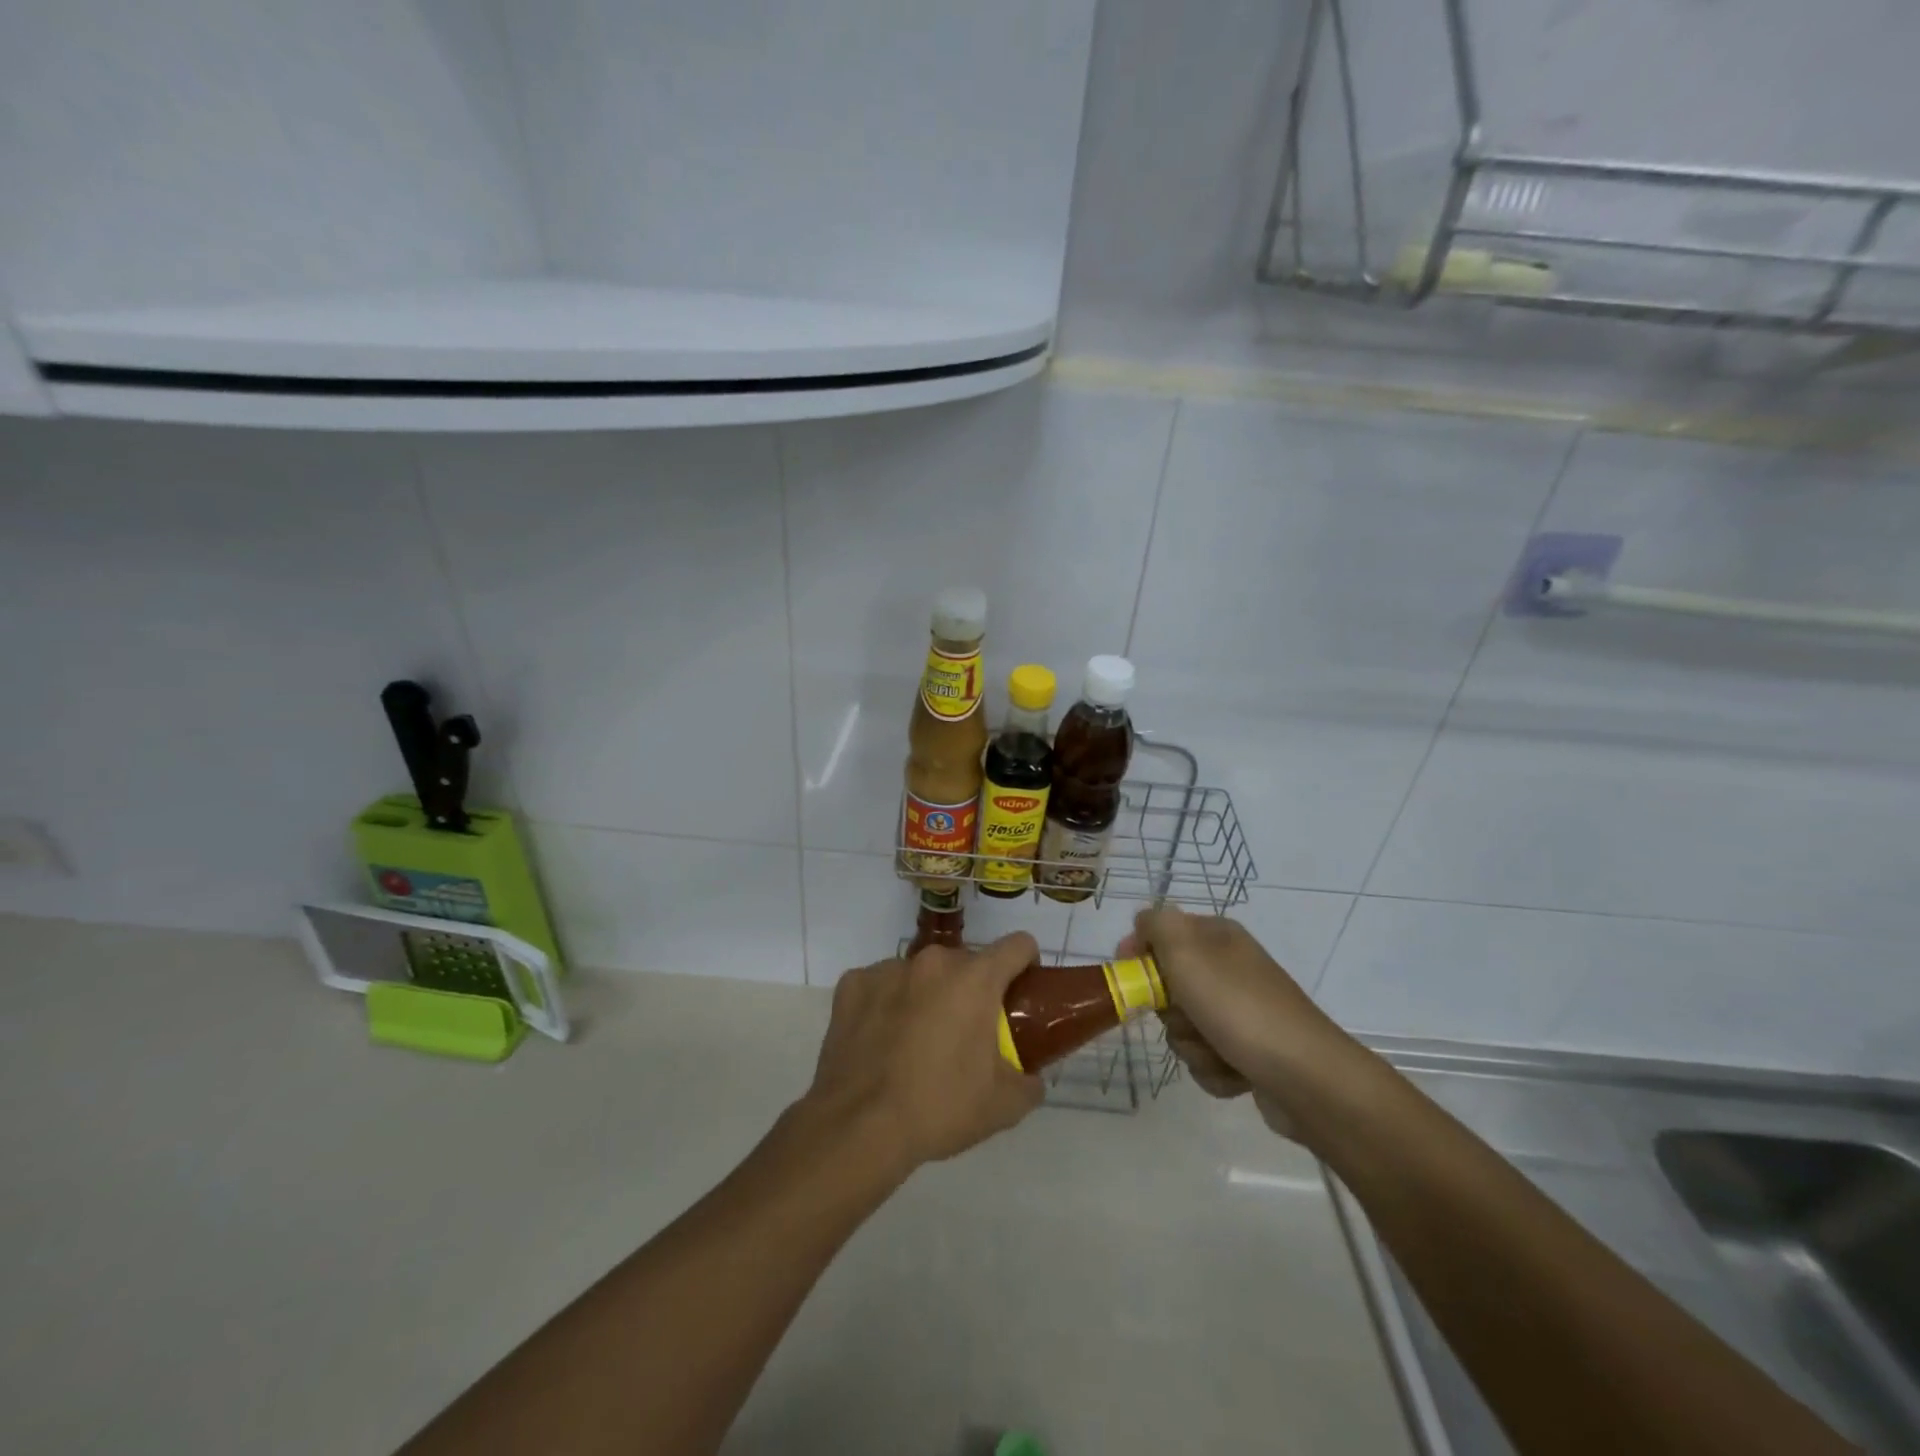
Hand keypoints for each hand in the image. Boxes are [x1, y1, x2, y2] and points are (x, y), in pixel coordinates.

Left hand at [804, 933, 1044, 1170]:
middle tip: (965, 1033)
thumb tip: (1031, 1076)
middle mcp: (932, 961)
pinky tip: (880, 1041)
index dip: (1026, 964)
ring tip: (916, 1042)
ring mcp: (887, 969)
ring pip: (920, 973)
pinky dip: (886, 1004)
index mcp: (975, 979)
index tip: (1020, 992)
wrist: (858, 1127)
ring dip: (927, 995)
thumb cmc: (939, 1108)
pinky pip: (881, 985)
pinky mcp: (852, 984)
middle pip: (965, 962)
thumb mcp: (1003, 1106)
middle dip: (971, 990)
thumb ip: (1029, 1082)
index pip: (1017, 945)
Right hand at [1123, 906, 1361, 1136]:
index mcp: (1217, 937)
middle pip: (1168, 984)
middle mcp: (1229, 968)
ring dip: (1192, 1045)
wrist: (1307, 1078)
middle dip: (1170, 1009)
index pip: (1161, 931)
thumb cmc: (1239, 1008)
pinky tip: (1235, 1072)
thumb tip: (1143, 923)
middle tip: (1188, 1015)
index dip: (1141, 953)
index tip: (1133, 977)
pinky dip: (1213, 1069)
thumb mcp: (1187, 952)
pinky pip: (1206, 1057)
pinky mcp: (1248, 1051)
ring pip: (1184, 1027)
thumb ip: (1157, 925)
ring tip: (1218, 1050)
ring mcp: (1241, 1012)